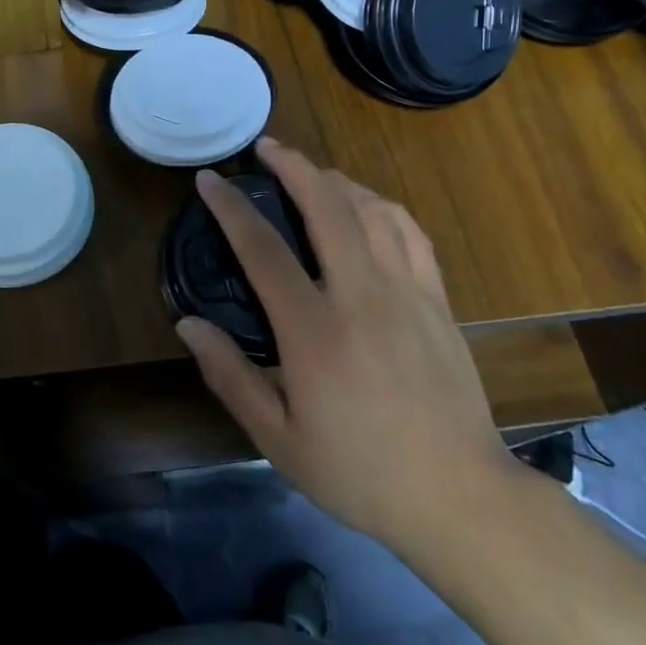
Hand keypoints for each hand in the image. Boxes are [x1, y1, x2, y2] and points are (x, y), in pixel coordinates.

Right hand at [177, 138, 526, 560]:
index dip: (231, 208)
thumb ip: (229, 376)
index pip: (263, 249)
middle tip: (266, 148)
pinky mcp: (438, 300)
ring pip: (371, 209)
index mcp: (314, 330)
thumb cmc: (358, 472)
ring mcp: (407, 292)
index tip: (209, 180)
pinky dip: (382, 206)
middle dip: (292, 166)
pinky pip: (410, 232)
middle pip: (326, 206)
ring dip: (336, 180)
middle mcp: (361, 295)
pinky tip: (367, 205)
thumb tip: (187, 325)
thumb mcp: (278, 438)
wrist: (458, 496)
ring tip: (310, 173)